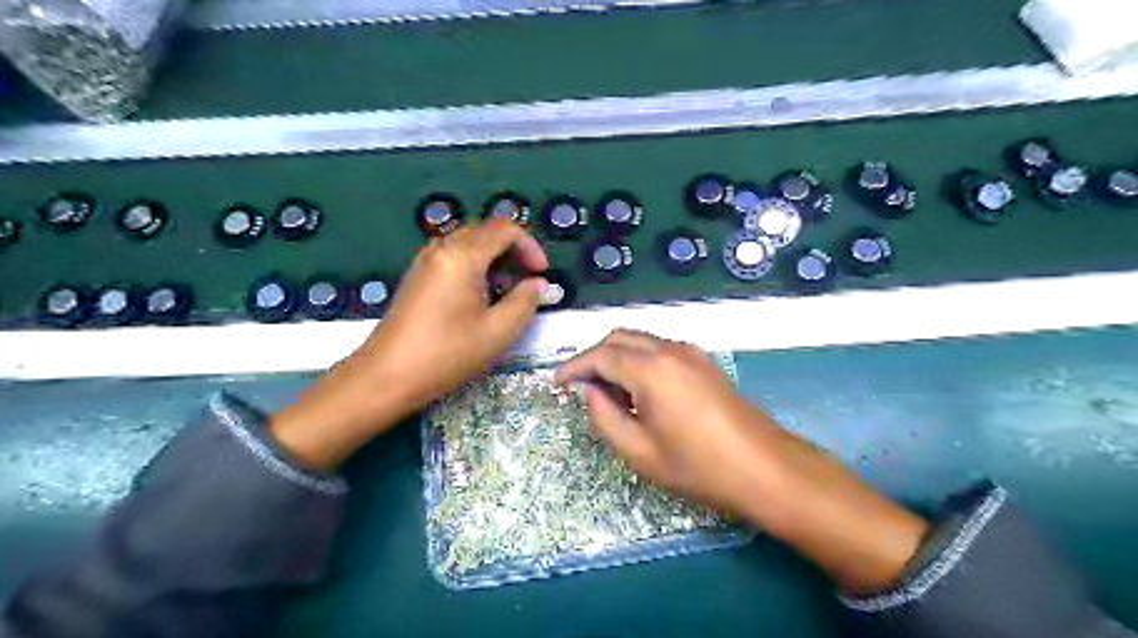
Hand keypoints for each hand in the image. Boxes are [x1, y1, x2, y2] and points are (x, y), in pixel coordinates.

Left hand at [356, 220, 549, 409]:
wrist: (386, 376)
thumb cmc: (446, 354)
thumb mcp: (497, 332)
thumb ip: (525, 302)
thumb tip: (539, 284)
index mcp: (462, 256)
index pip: (505, 229)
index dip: (530, 246)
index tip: (541, 273)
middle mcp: (441, 249)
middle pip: (485, 231)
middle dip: (513, 250)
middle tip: (528, 281)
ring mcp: (425, 262)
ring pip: (468, 244)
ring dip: (494, 259)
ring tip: (506, 291)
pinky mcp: (417, 277)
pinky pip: (452, 257)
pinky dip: (474, 267)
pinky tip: (479, 298)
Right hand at [553, 330, 783, 518]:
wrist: (763, 467)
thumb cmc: (698, 466)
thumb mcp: (640, 452)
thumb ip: (605, 418)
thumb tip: (589, 393)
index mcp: (650, 369)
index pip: (600, 355)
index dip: (574, 367)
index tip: (557, 383)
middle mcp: (669, 350)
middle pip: (619, 337)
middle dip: (594, 356)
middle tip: (581, 387)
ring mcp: (690, 352)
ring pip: (640, 340)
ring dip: (617, 356)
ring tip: (608, 391)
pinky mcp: (703, 361)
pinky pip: (660, 348)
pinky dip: (639, 359)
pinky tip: (639, 389)